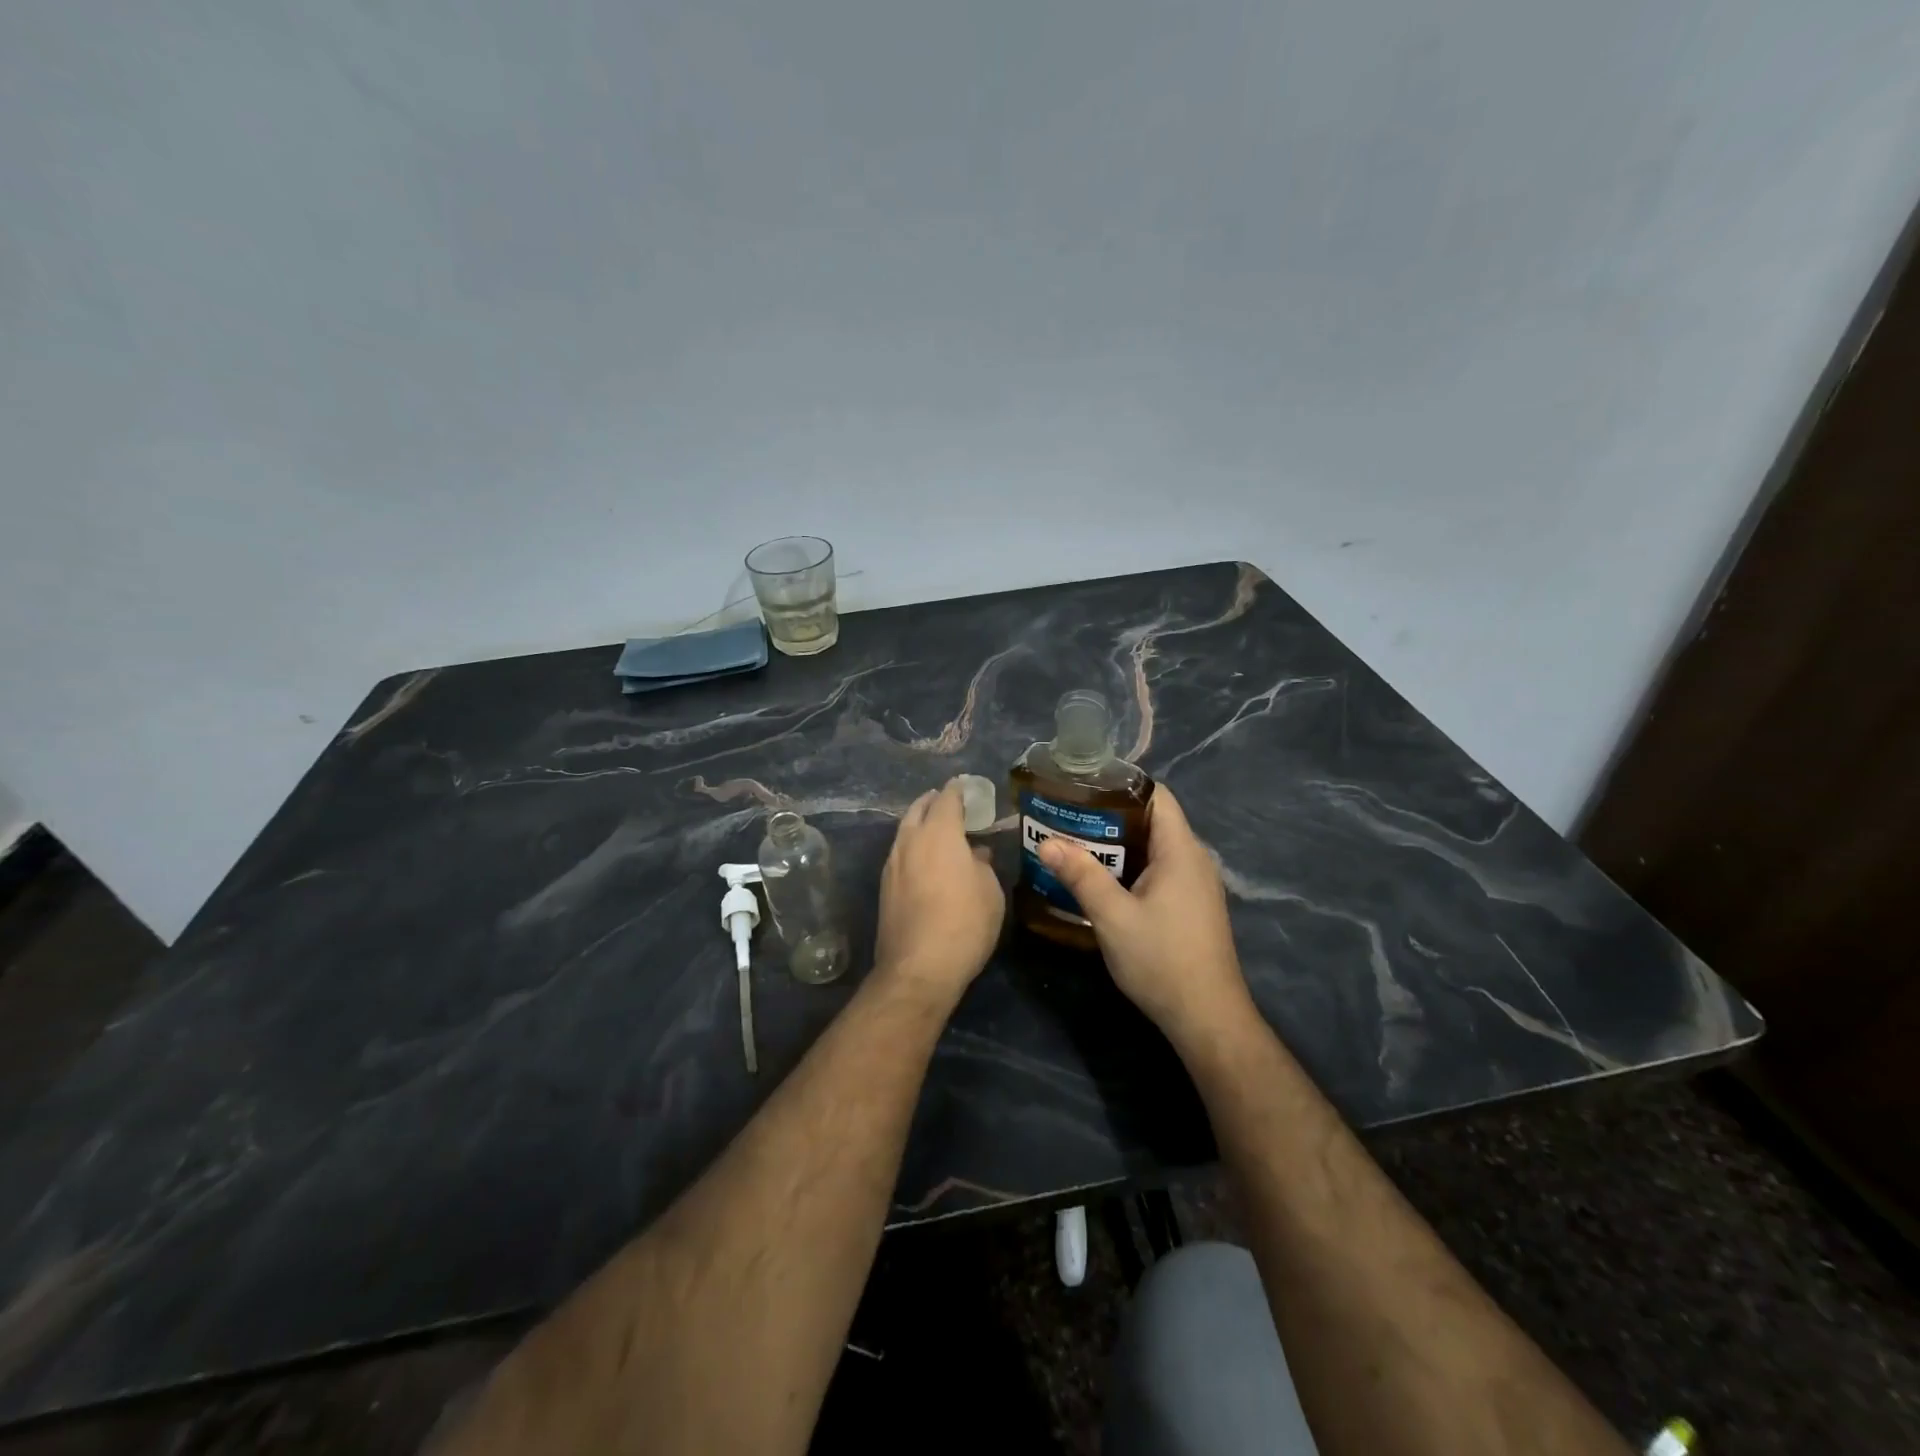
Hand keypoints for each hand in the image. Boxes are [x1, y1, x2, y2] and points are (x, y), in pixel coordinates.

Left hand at [874, 778, 1005, 1002]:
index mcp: (939, 834)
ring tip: (935, 828)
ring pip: (904, 832)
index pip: (947, 799)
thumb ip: (982, 865)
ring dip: (919, 824)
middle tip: (945, 800)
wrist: (919, 968)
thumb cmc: (965, 923)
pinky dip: (912, 847)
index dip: (957, 789)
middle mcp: (910, 841)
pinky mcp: (884, 889)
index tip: (964, 784)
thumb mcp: (989, 891)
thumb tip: (975, 854)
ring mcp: (892, 865)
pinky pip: (900, 854)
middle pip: (918, 810)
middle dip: (932, 801)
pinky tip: (924, 859)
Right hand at [1036, 785, 1253, 1044]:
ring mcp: (1195, 884)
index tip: (1082, 788)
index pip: (1156, 795)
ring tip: (1074, 846)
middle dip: (1108, 817)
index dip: (1120, 786)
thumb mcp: (1113, 917)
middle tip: (1066, 819)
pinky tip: (1100, 882)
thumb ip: (1081, 876)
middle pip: (1151, 820)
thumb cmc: (1162, 960)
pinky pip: (1158, 871)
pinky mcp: (1191, 906)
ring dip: (1116, 846)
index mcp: (1181, 850)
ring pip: (1152, 848)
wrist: (1207, 1018)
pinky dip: (1129, 868)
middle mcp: (1194, 859)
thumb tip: (1047, 842)